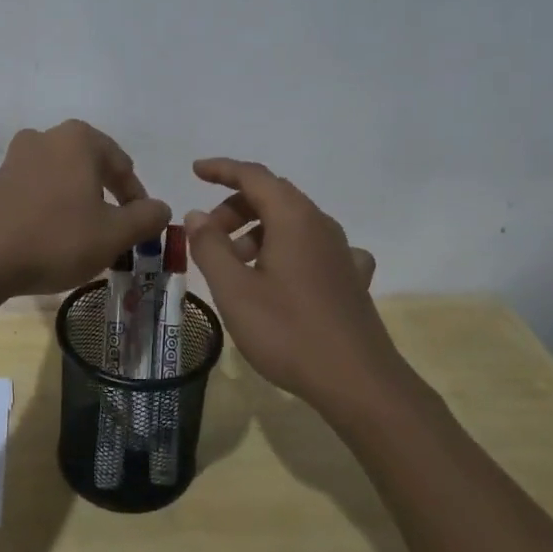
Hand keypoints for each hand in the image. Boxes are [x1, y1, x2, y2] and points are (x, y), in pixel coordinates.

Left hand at [0, 121, 171, 297]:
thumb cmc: (59, 240)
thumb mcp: (115, 234)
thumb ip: (145, 217)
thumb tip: (159, 207)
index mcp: (79, 141)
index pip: (121, 164)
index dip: (135, 195)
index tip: (139, 224)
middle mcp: (44, 139)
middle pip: (83, 160)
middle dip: (99, 187)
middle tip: (109, 222)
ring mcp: (9, 160)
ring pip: (41, 162)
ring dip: (55, 180)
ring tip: (67, 209)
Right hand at [183, 158, 403, 411]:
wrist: (358, 382)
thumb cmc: (288, 331)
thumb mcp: (234, 290)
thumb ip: (210, 247)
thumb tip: (198, 214)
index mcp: (293, 218)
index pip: (253, 176)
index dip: (222, 169)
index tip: (194, 171)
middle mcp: (321, 224)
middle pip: (273, 196)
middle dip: (235, 206)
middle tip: (208, 235)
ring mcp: (341, 251)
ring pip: (293, 223)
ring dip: (258, 231)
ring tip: (234, 264)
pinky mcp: (351, 278)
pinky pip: (314, 248)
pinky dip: (288, 250)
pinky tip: (283, 276)